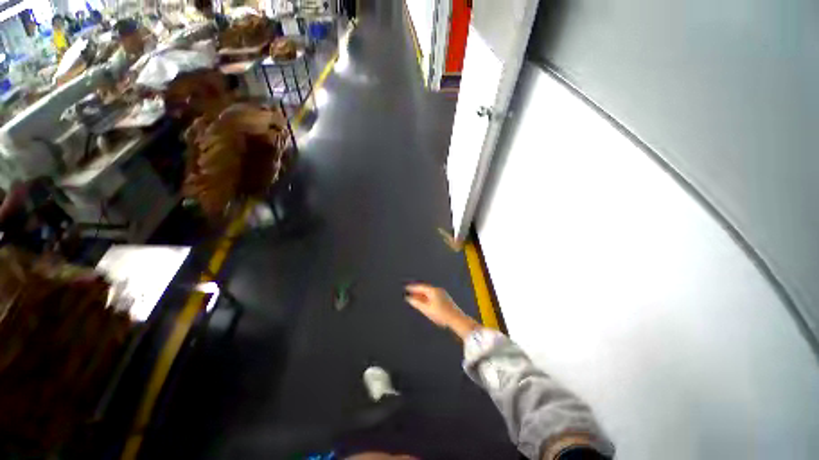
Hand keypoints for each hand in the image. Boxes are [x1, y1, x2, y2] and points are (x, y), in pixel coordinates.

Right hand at [405, 283, 479, 339]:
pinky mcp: (445, 299)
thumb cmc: (441, 314)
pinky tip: (424, 302)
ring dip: (421, 294)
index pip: (420, 286)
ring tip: (414, 297)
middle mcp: (438, 290)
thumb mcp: (426, 309)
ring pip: (429, 292)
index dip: (412, 287)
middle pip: (425, 289)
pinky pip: (432, 295)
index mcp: (433, 290)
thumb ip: (416, 303)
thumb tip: (408, 298)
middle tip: (408, 291)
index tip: (405, 287)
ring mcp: (442, 294)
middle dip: (416, 290)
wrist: (456, 319)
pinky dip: (426, 297)